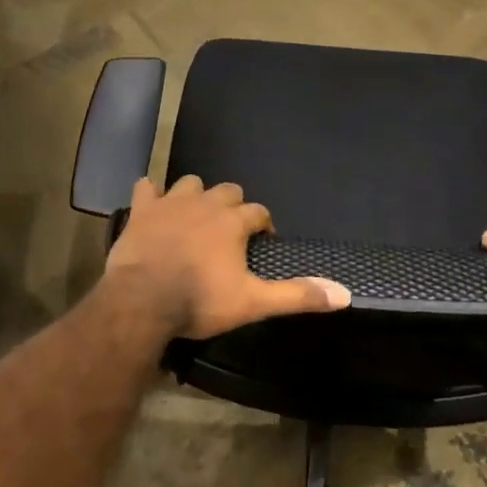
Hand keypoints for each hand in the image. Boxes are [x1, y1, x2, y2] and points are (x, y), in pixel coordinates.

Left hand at [101, 176, 351, 339]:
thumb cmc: (199, 300)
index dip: (262, 225)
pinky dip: (152, 194)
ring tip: (194, 217)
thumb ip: (296, 295)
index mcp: (233, 222)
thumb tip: (345, 294)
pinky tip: (153, 207)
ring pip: (190, 183)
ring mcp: (171, 202)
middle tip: (229, 231)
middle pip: (228, 191)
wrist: (142, 300)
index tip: (261, 242)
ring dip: (196, 195)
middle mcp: (206, 203)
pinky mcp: (142, 209)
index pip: (258, 212)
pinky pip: (146, 187)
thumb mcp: (253, 303)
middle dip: (233, 205)